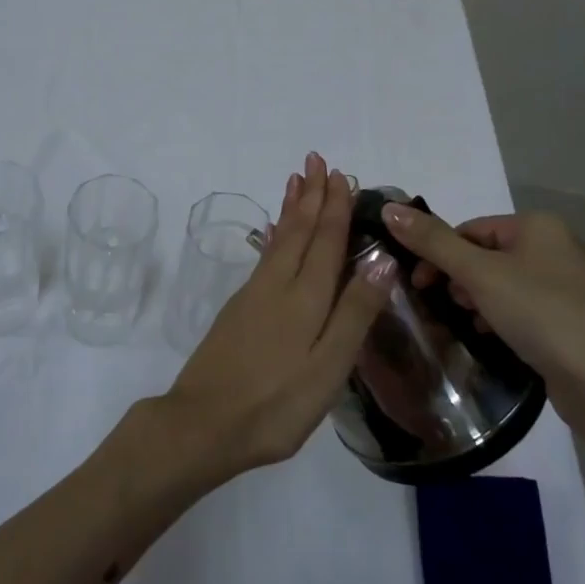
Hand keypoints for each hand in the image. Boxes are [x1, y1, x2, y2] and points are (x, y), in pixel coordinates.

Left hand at [159, 153, 393, 478]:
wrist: (202, 424)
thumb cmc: (275, 405)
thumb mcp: (328, 368)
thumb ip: (354, 313)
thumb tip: (382, 260)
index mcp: (306, 298)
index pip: (326, 241)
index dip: (334, 207)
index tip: (340, 174)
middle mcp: (278, 285)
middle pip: (299, 231)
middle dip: (311, 195)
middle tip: (316, 160)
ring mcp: (253, 295)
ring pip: (279, 239)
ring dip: (291, 208)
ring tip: (296, 181)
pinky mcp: (238, 310)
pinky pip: (264, 257)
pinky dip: (273, 236)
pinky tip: (273, 232)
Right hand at [381, 205, 584, 424]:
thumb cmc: (539, 313)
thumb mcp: (478, 274)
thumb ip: (432, 241)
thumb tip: (389, 209)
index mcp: (539, 225)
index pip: (471, 229)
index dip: (439, 253)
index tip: (419, 284)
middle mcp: (560, 246)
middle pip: (488, 254)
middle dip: (460, 278)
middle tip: (446, 305)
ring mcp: (574, 284)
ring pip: (507, 282)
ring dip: (480, 299)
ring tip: (471, 323)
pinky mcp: (578, 318)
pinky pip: (528, 306)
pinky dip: (506, 316)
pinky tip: (496, 336)